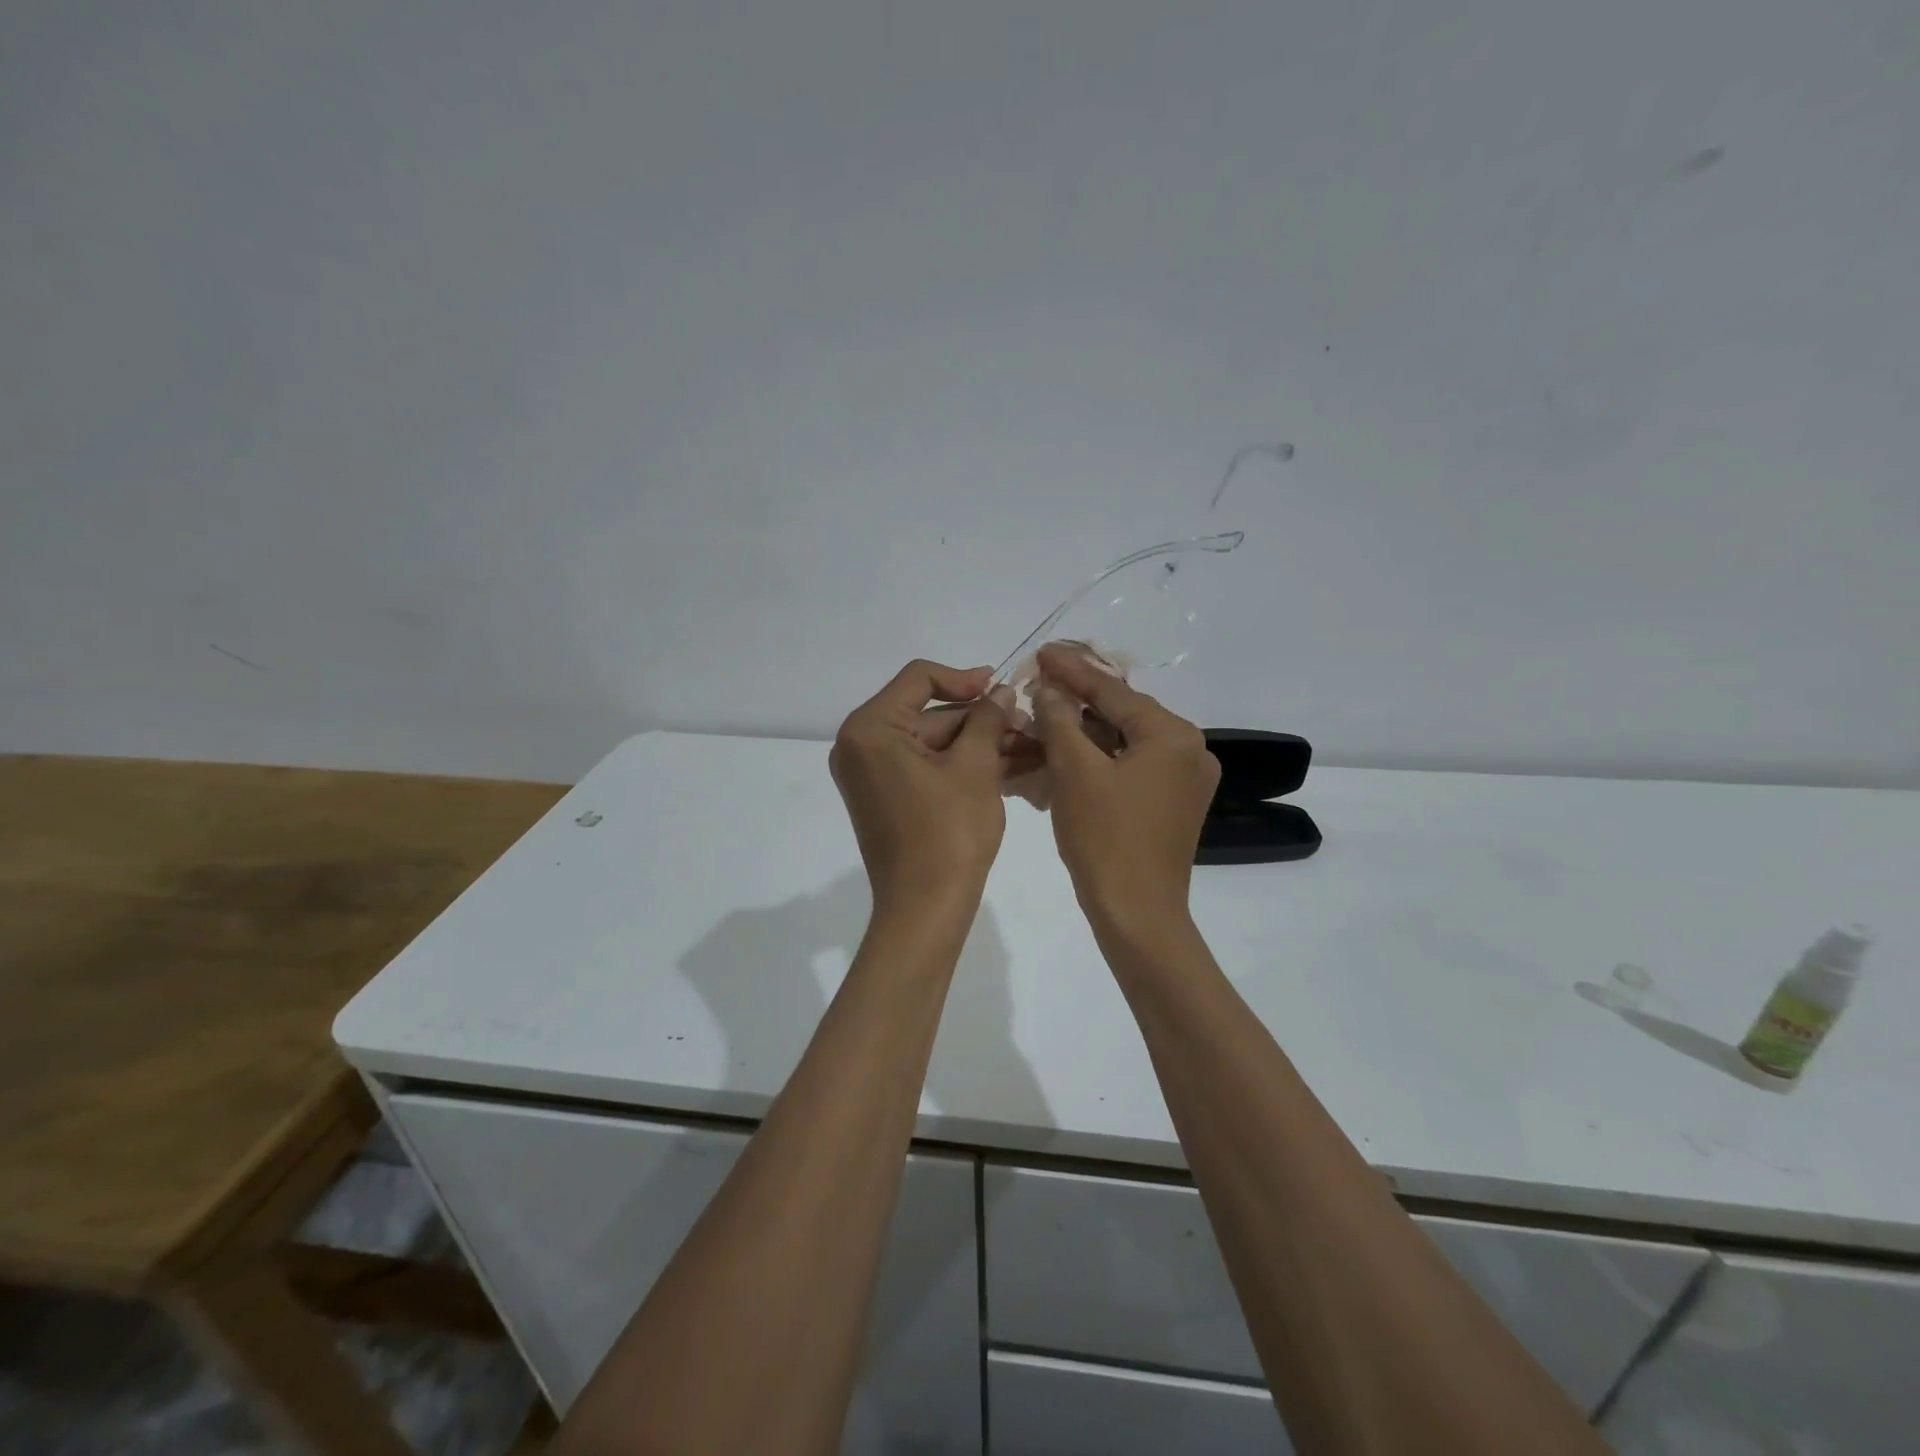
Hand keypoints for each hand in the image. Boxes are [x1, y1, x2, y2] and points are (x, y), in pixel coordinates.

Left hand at [830, 660, 1010, 913]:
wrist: (925, 909)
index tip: (1003, 689)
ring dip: (981, 745)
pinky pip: (929, 769)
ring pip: (935, 744)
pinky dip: (965, 767)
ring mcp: (873, 775)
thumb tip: (1001, 692)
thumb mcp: (975, 768)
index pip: (919, 679)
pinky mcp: (889, 798)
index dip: (965, 678)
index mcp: (870, 729)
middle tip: (1030, 725)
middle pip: (930, 714)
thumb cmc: (948, 833)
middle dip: (983, 721)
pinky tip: (1012, 768)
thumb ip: (987, 719)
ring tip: (1032, 748)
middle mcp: (862, 746)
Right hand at [1032, 643, 1219, 929]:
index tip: (1042, 651)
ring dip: (1084, 731)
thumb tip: (1049, 688)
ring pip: (1125, 741)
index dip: (1072, 671)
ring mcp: (1185, 779)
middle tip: (1040, 680)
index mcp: (1173, 736)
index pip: (1114, 692)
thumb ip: (1060, 721)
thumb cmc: (1105, 839)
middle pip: (1123, 714)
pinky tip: (1067, 750)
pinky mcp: (1173, 803)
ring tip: (1046, 713)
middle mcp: (1189, 750)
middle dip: (1077, 700)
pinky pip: (1131, 767)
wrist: (1137, 914)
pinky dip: (1099, 758)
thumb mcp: (1075, 772)